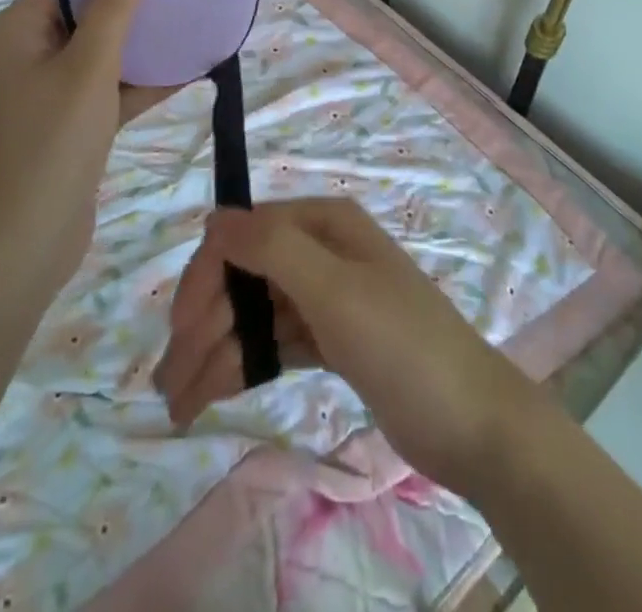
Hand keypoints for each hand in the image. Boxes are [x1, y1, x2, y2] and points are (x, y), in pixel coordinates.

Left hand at [0, 0, 173, 299]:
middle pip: (78, 20)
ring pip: (93, 58)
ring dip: (136, 49)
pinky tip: (183, 73)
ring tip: (186, 27)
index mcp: (9, 36)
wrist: (26, 244)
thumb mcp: (89, 68)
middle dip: (128, 10)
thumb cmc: (53, 143)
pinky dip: (132, 84)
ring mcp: (37, 97)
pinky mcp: (59, 127)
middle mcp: (17, 60)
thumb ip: (112, 10)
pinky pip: (98, 92)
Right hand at [151, 197, 547, 497]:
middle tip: (168, 385)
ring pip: (254, 315)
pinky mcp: (331, 339)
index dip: (206, 279)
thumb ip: (272, 249)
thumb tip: (214, 217)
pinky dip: (243, 365)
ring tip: (178, 406)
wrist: (474, 423)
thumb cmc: (403, 344)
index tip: (179, 332)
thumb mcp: (335, 290)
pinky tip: (213, 394)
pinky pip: (274, 343)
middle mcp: (320, 251)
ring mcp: (325, 297)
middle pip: (244, 278)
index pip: (244, 236)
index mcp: (323, 223)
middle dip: (204, 325)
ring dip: (215, 353)